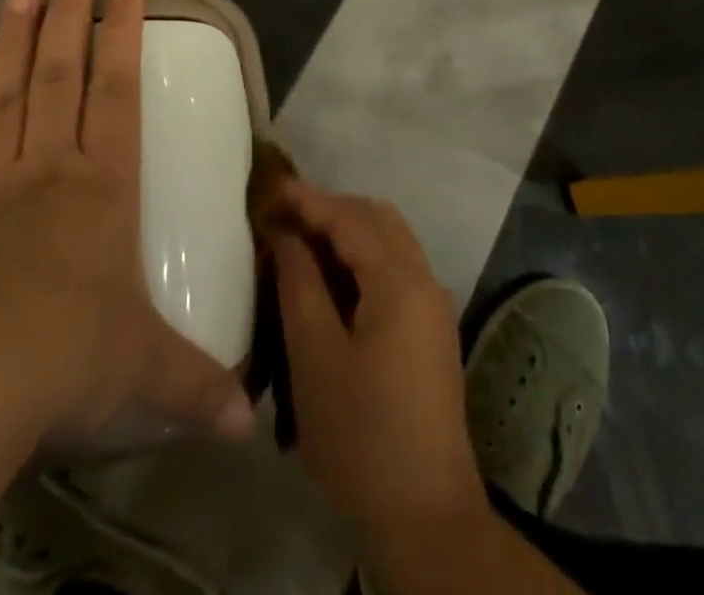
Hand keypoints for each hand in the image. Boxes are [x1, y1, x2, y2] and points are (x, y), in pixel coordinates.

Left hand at [0, 0, 253, 450]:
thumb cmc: (68, 361)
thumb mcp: (146, 372)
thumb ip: (200, 385)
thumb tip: (251, 424)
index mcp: (104, 185)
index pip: (120, 90)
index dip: (124, 32)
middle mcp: (51, 167)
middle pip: (63, 73)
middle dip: (71, 13)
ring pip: (7, 92)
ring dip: (13, 36)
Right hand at [267, 181, 486, 541]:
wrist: (426, 516)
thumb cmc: (361, 434)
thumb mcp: (315, 357)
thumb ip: (300, 285)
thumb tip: (288, 236)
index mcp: (400, 281)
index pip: (350, 218)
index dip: (309, 199)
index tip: (270, 187)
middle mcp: (425, 280)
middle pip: (378, 219)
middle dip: (331, 208)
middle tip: (285, 215)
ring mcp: (433, 306)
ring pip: (390, 241)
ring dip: (348, 231)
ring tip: (302, 241)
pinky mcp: (431, 330)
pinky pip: (396, 269)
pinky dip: (363, 258)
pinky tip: (331, 279)